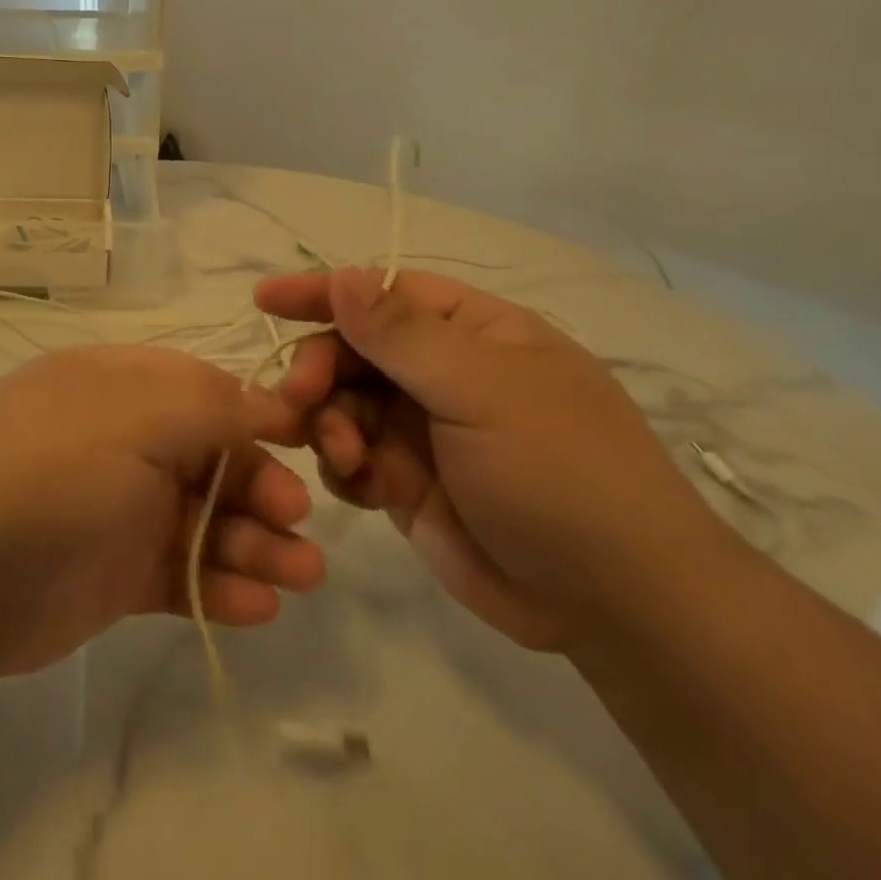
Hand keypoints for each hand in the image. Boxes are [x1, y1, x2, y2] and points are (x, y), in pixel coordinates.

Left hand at [0, 345, 325, 678]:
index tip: (314, 443)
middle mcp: (128, 441)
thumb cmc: (52, 465)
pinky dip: (221, 589)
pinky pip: (182, 575)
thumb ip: (214, 404)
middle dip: (265, 489)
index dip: (262, 417)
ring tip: (300, 578)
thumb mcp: (137, 412)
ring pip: (207, 521)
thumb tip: (273, 403)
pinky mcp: (115, 574)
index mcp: (128, 387)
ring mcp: (121, 509)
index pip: (211, 392)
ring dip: (256, 545)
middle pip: (216, 460)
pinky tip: (256, 608)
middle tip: (297, 526)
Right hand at [254, 267, 732, 650]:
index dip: (324, 292)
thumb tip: (344, 276)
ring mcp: (425, 430)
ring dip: (329, 422)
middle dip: (320, 370)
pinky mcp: (409, 483)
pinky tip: (358, 487)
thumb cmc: (560, 472)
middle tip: (297, 400)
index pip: (384, 293)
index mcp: (473, 332)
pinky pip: (353, 458)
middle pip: (354, 350)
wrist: (616, 604)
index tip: (264, 301)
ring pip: (345, 405)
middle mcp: (444, 373)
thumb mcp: (482, 390)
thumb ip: (402, 334)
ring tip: (344, 456)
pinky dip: (343, 466)